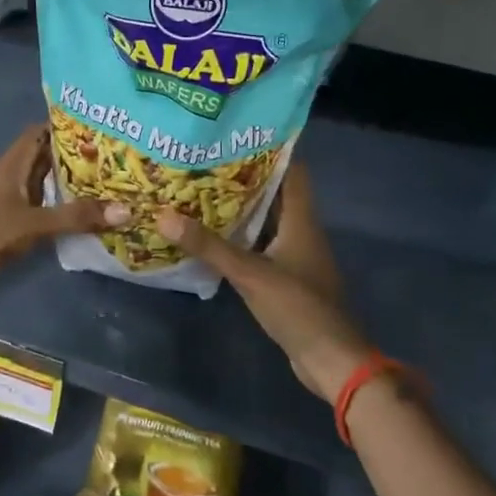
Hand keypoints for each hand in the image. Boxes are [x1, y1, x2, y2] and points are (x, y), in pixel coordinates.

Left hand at [0, 124, 127, 306]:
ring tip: (107, 186)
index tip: (98, 127)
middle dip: (74, 159)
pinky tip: (83, 219)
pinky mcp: (8, 228)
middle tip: (114, 159)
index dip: (64, 127)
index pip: (39, 133)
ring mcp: (8, 204)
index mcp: (11, 165)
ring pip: (43, 188)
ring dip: (68, 188)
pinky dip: (59, 213)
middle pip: (44, 160)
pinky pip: (40, 214)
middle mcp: (10, 179)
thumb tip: (126, 211)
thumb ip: (76, 217)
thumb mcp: (34, 222)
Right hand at [157, 164, 367, 400]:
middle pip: (274, 193)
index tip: (235, 135)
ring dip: (239, 208)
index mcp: (301, 220)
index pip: (291, 170)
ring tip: (199, 190)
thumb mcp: (250, 273)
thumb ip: (209, 246)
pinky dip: (239, 237)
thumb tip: (164, 216)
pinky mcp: (285, 277)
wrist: (330, 360)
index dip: (269, 149)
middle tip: (204, 161)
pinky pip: (260, 246)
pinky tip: (211, 235)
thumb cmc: (298, 307)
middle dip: (242, 177)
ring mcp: (294, 255)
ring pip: (265, 220)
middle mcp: (300, 231)